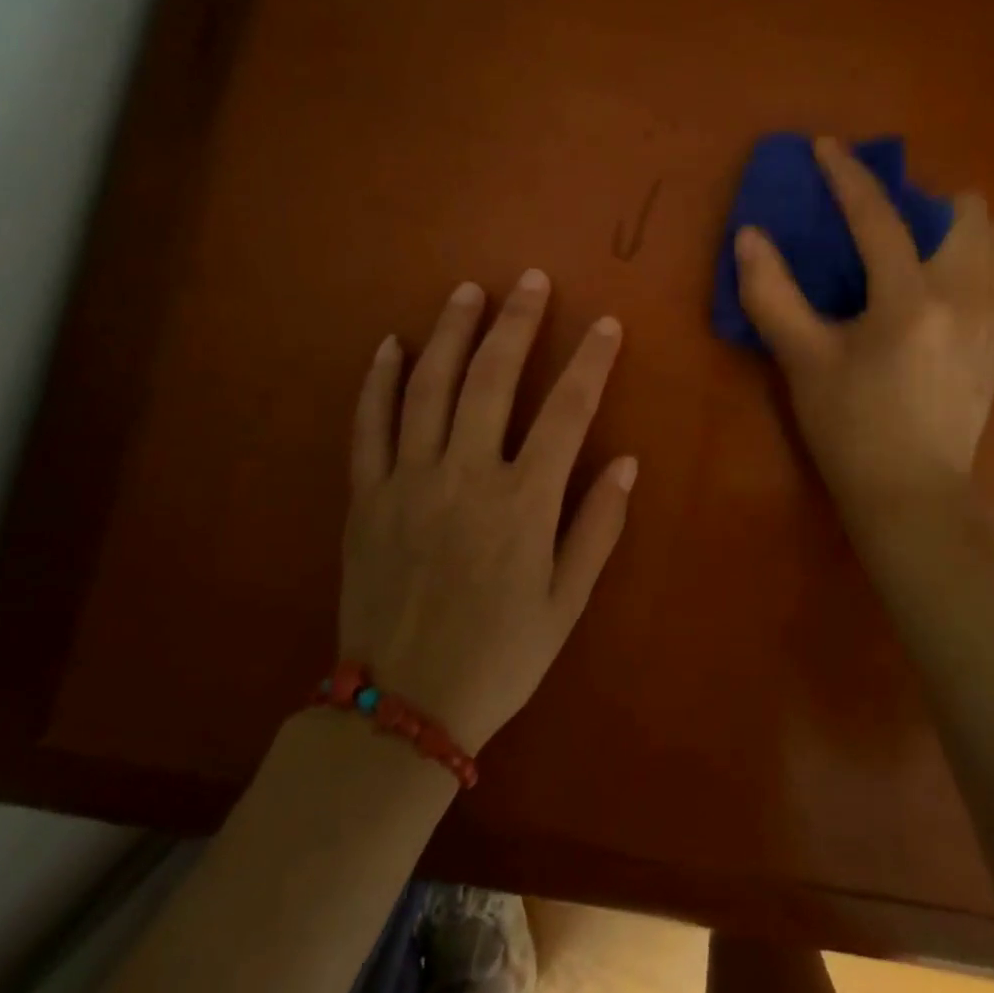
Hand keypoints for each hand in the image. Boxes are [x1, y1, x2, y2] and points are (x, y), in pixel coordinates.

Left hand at [338, 271, 635, 753]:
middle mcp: (465, 477)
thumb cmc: (498, 656)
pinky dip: (379, 381)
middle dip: (516, 323)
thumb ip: (597, 527)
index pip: (567, 412)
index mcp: (522, 504)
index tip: (606, 324)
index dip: (590, 362)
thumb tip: (627, 462)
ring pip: (428, 388)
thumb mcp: (566, 603)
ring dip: (450, 333)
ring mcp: (408, 481)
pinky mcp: (366, 497)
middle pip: (492, 379)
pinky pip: (369, 426)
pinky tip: (391, 345)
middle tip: (530, 280)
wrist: (401, 712)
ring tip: (468, 291)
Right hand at [734, 137, 993, 534]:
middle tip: (885, 223)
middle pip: (967, 212)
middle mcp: (964, 297)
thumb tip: (749, 236)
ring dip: (963, 230)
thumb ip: (772, 294)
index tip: (827, 147)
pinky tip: (964, 286)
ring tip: (924, 249)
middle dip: (924, 201)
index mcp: (908, 299)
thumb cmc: (850, 429)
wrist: (911, 496)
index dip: (848, 175)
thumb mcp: (802, 361)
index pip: (878, 216)